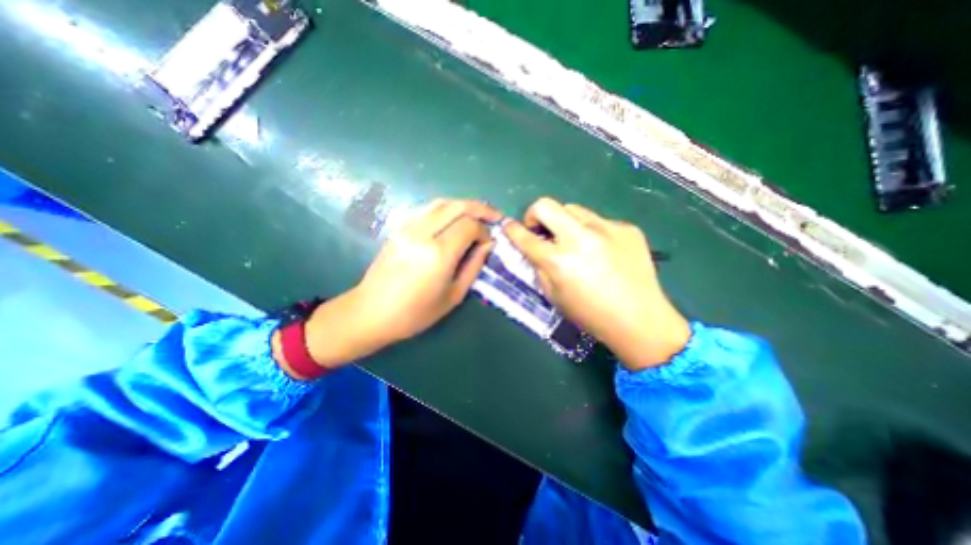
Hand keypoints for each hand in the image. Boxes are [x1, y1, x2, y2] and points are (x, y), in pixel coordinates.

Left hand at [298, 199, 500, 372]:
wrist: (371, 311)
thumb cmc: (415, 312)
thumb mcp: (454, 295)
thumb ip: (474, 265)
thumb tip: (488, 244)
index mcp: (438, 253)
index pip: (469, 226)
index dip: (484, 231)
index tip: (489, 242)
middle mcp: (422, 233)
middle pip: (458, 206)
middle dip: (480, 209)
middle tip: (494, 216)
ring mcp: (408, 227)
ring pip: (442, 202)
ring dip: (464, 205)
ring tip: (478, 215)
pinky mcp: (399, 227)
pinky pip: (428, 208)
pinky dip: (446, 209)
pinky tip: (454, 219)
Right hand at [501, 195, 688, 370]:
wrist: (640, 319)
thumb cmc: (590, 314)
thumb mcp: (554, 296)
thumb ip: (540, 267)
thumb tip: (534, 248)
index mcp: (559, 260)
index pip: (525, 236)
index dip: (512, 229)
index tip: (509, 226)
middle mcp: (580, 237)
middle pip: (546, 205)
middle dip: (534, 214)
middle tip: (539, 230)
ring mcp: (606, 228)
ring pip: (573, 209)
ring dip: (564, 222)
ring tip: (573, 241)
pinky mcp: (626, 227)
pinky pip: (598, 221)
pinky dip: (591, 231)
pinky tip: (601, 250)